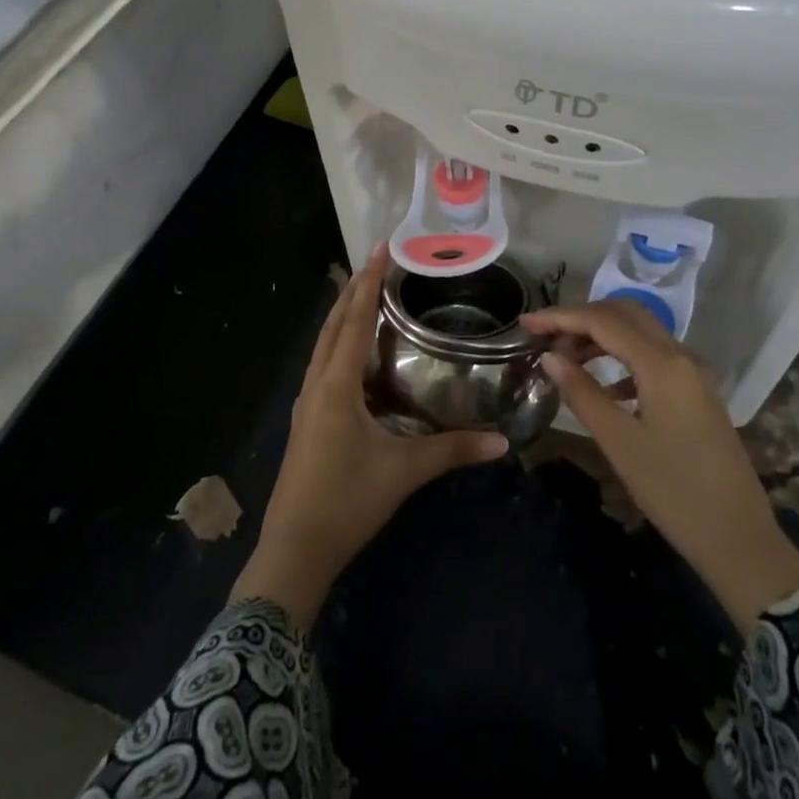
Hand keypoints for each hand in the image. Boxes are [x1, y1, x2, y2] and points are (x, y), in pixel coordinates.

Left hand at [231, 247, 508, 627]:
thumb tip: (503, 442)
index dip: (368, 283)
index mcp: (336, 385)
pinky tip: (353, 354)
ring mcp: (307, 403)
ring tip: (363, 294)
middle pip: (333, 325)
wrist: (294, 549)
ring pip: (323, 345)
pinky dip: (338, 344)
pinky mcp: (307, 420)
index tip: (381, 249)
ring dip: (342, 316)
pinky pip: (322, 366)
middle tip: (376, 262)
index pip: (354, 321)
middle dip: (353, 291)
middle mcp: (317, 384)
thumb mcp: (404, 472)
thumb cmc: (347, 501)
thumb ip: (453, 451)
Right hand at [525, 301, 798, 632]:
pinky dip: (622, 359)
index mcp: (662, 363)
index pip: (603, 321)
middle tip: (545, 336)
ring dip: (601, 336)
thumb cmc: (674, 491)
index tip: (525, 322)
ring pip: (640, 333)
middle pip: (625, 314)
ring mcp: (693, 373)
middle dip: (581, 317)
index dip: (560, 317)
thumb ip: (582, 393)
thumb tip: (550, 358)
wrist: (740, 539)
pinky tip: (603, 387)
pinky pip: (653, 357)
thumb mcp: (619, 443)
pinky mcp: (696, 392)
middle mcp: (681, 356)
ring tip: (565, 358)